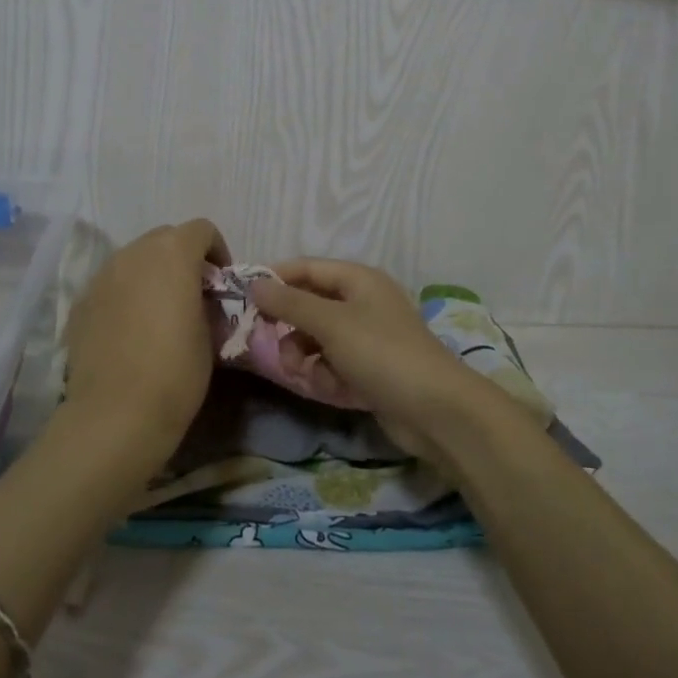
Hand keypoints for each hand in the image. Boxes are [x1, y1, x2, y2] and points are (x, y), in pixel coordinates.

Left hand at [59, 219, 230, 479]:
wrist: (116, 414)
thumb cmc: (176, 371)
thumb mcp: (211, 332)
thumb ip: (206, 300)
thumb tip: (198, 298)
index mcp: (172, 253)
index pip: (201, 229)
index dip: (217, 251)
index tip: (221, 284)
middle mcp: (133, 253)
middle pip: (164, 238)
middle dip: (182, 257)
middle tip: (192, 294)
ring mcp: (101, 276)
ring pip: (133, 259)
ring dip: (152, 274)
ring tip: (159, 312)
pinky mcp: (80, 303)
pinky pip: (111, 285)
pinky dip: (125, 294)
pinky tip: (130, 330)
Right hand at [252, 259, 535, 471]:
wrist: (434, 409)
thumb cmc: (381, 354)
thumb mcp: (331, 323)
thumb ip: (290, 303)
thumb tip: (255, 284)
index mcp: (358, 280)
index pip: (306, 268)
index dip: (275, 279)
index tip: (243, 299)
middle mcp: (362, 302)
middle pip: (309, 305)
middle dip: (290, 327)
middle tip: (270, 344)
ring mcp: (367, 337)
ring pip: (317, 338)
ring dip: (305, 356)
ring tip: (305, 373)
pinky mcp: (369, 369)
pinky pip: (332, 364)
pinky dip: (326, 375)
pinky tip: (332, 389)